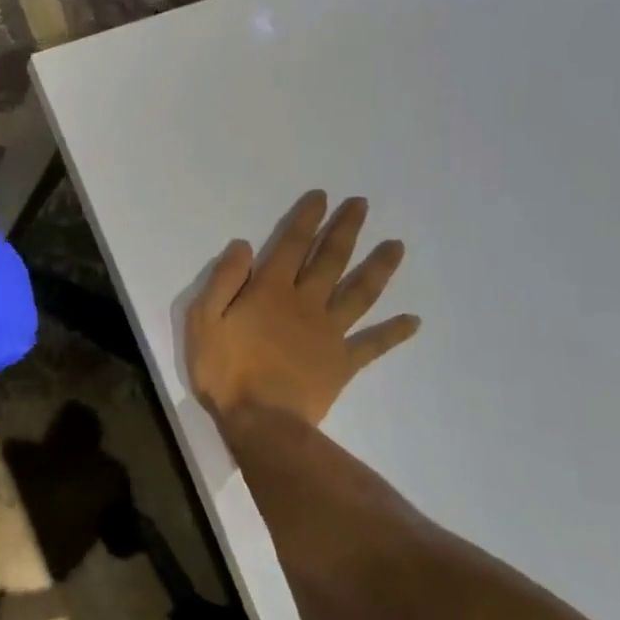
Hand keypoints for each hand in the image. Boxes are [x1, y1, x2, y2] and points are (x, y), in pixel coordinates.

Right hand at [187, 191, 418, 425]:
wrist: (261, 422)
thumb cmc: (225, 370)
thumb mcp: (204, 320)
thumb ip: (223, 280)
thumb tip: (244, 246)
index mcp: (271, 290)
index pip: (292, 244)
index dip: (307, 219)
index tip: (323, 197)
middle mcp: (306, 303)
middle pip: (331, 259)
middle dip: (346, 229)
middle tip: (363, 205)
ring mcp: (329, 332)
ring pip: (360, 292)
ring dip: (379, 267)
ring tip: (397, 246)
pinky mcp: (343, 362)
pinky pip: (373, 343)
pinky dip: (394, 332)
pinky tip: (414, 321)